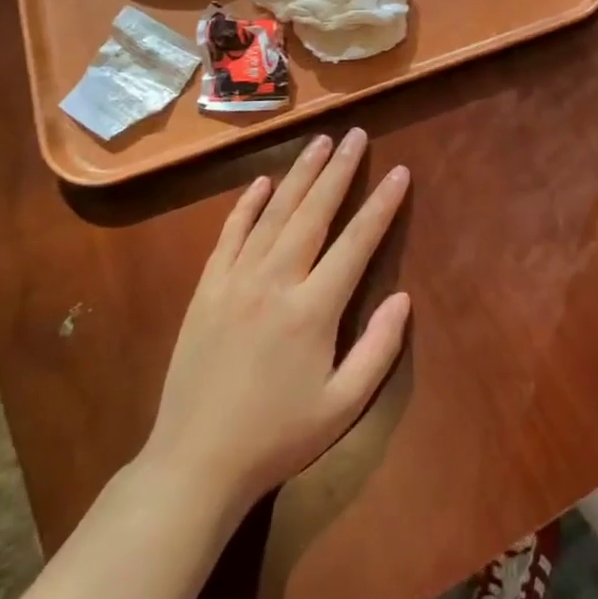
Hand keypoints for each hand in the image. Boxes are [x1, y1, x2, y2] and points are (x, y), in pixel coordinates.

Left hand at [141, 128, 411, 506]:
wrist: (194, 463)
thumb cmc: (277, 437)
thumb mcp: (342, 406)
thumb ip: (378, 349)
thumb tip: (403, 297)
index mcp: (312, 310)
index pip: (356, 243)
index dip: (381, 205)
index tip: (399, 172)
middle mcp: (275, 283)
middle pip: (313, 212)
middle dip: (339, 170)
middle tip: (356, 134)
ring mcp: (235, 281)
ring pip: (273, 214)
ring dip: (299, 174)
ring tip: (320, 142)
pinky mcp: (207, 290)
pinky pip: (230, 235)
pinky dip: (247, 205)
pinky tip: (261, 182)